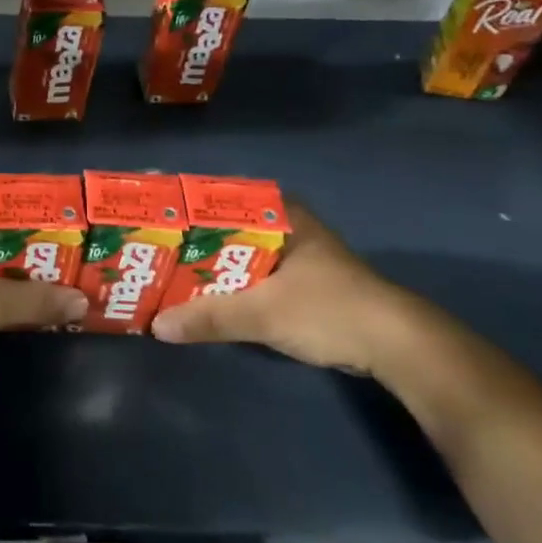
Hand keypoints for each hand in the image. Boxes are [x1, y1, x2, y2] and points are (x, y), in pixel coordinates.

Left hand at [0, 188, 87, 363]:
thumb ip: (36, 300)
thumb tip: (83, 302)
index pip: (11, 201)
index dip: (46, 219)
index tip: (79, 235)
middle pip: (3, 231)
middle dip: (38, 251)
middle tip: (80, 265)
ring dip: (21, 273)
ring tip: (65, 285)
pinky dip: (0, 287)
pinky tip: (28, 304)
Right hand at [150, 201, 420, 374]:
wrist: (398, 347)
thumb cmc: (331, 311)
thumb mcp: (264, 313)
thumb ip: (210, 317)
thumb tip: (157, 326)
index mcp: (280, 214)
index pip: (219, 195)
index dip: (182, 201)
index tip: (147, 209)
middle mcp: (284, 226)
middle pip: (222, 225)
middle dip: (185, 237)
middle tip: (143, 243)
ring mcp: (291, 254)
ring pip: (233, 251)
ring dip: (202, 263)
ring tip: (159, 268)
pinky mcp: (296, 283)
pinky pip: (246, 274)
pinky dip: (222, 282)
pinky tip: (196, 294)